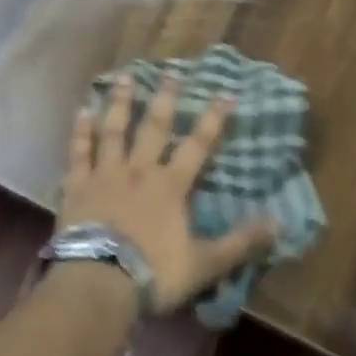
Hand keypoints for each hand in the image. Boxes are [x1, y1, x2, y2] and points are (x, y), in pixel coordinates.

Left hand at [60, 75, 278, 314]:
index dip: (213, 119)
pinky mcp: (77, 186)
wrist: (99, 283)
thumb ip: (240, 242)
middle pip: (154, 128)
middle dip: (165, 99)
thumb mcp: (205, 263)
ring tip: (126, 77)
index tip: (225, 92)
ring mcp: (105, 175)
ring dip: (121, 103)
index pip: (198, 145)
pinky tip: (81, 111)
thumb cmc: (154, 274)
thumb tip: (279, 223)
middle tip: (171, 72)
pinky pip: (79, 152)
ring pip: (114, 131)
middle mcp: (139, 171)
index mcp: (170, 186)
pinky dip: (80, 132)